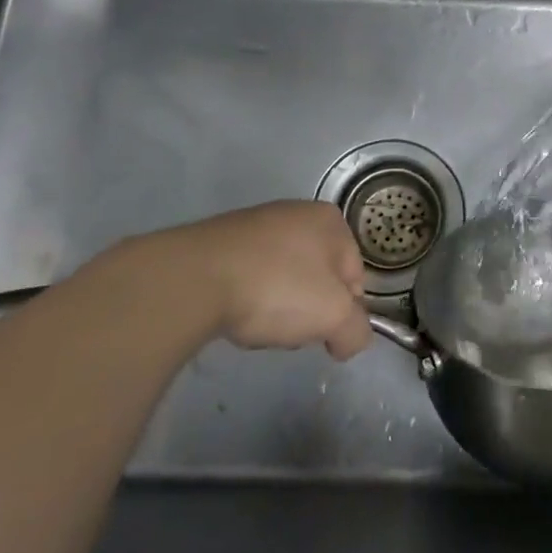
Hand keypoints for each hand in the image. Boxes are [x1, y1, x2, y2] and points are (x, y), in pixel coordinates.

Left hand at [122, 202, 371, 360]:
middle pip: (317, 277)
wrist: (195, 278)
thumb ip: (356, 331)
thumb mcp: (334, 317)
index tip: (323, 333)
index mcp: (331, 221)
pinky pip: (247, 276)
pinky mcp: (220, 240)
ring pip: (282, 279)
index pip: (355, 276)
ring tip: (255, 322)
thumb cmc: (278, 288)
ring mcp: (256, 223)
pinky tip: (231, 312)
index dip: (343, 312)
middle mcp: (296, 212)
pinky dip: (245, 296)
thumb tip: (350, 340)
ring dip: (275, 305)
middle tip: (289, 329)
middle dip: (307, 308)